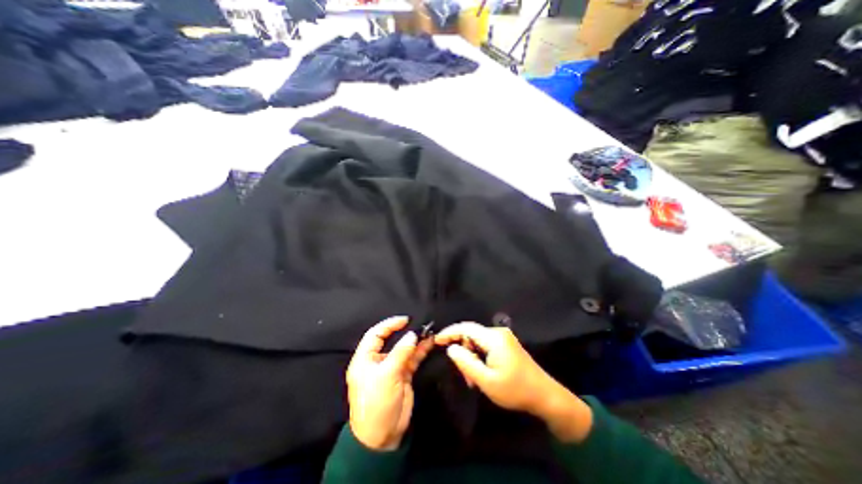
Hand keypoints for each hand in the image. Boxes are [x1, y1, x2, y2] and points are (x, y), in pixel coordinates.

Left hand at [346, 317, 433, 450]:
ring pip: (404, 349)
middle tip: (419, 324)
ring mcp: (392, 368)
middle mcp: (378, 361)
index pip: (375, 334)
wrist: (383, 437)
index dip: (389, 325)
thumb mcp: (386, 375)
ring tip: (429, 331)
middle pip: (391, 340)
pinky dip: (420, 351)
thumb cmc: (377, 402)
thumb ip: (401, 353)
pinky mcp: (403, 375)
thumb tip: (412, 335)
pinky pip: (412, 359)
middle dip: (405, 332)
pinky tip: (429, 343)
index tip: (405, 320)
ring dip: (415, 341)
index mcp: (365, 359)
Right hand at [439, 322, 592, 441]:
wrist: (545, 396)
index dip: (449, 332)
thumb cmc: (515, 390)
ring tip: (473, 379)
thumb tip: (451, 348)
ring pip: (478, 341)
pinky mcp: (506, 344)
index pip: (465, 328)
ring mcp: (503, 338)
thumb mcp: (487, 381)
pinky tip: (481, 372)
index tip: (436, 341)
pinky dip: (479, 357)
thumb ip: (466, 363)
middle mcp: (498, 333)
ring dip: (471, 357)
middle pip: (471, 335)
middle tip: (464, 375)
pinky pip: (486, 345)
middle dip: (462, 351)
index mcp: (493, 338)